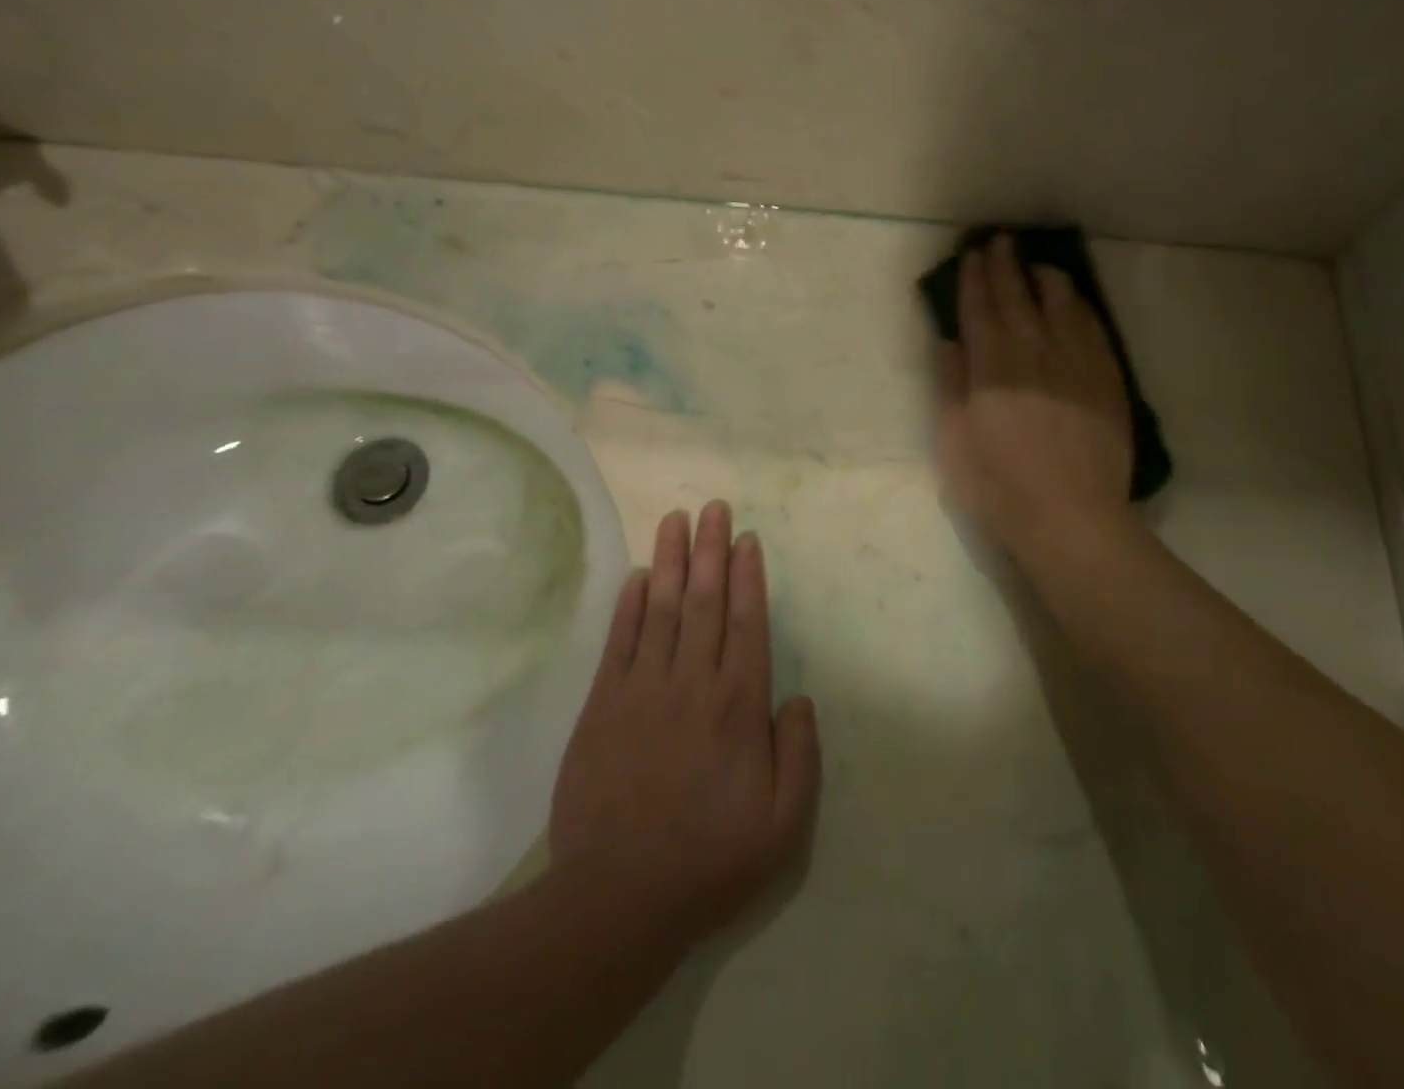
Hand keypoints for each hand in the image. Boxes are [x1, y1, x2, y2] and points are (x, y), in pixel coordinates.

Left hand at [549, 503, 820, 946]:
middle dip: (710, 549)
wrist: (618, 898)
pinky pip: (619, 643)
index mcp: (737, 705)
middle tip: (713, 506)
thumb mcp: (783, 825)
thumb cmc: (710, 860)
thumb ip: (800, 755)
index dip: (747, 575)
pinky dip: (627, 606)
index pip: (746, 622)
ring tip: (675, 519)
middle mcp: (692, 683)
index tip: (746, 537)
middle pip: (704, 601)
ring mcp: (642, 690)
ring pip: (659, 609)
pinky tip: (634, 576)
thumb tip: (799, 699)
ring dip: (669, 560)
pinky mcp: (603, 706)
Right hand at [934, 236, 1135, 556]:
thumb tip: (950, 343)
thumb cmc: (999, 486)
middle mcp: (1033, 351)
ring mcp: (1075, 360)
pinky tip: (1072, 301)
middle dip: (1005, 264)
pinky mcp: (1105, 375)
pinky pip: (1091, 324)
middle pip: (1017, 295)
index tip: (971, 255)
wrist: (1071, 516)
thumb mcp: (954, 440)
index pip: (979, 308)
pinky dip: (1077, 304)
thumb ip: (950, 385)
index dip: (973, 278)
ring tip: (1036, 265)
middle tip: (999, 241)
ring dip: (1044, 276)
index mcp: (990, 366)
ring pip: (1060, 301)